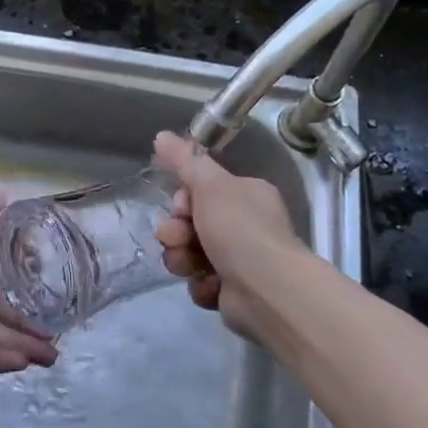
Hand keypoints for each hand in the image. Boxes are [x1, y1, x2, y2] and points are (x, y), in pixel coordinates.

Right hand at [152, 131, 303, 342]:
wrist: (266, 290)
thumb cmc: (240, 229)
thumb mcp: (209, 185)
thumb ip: (184, 160)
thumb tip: (161, 135)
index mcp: (247, 196)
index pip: (203, 190)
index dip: (183, 199)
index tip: (181, 207)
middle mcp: (246, 225)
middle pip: (193, 224)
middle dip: (177, 232)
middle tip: (177, 238)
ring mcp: (241, 261)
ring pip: (192, 254)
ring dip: (182, 259)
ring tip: (190, 266)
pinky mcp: (233, 292)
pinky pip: (202, 282)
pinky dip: (201, 285)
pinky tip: (210, 285)